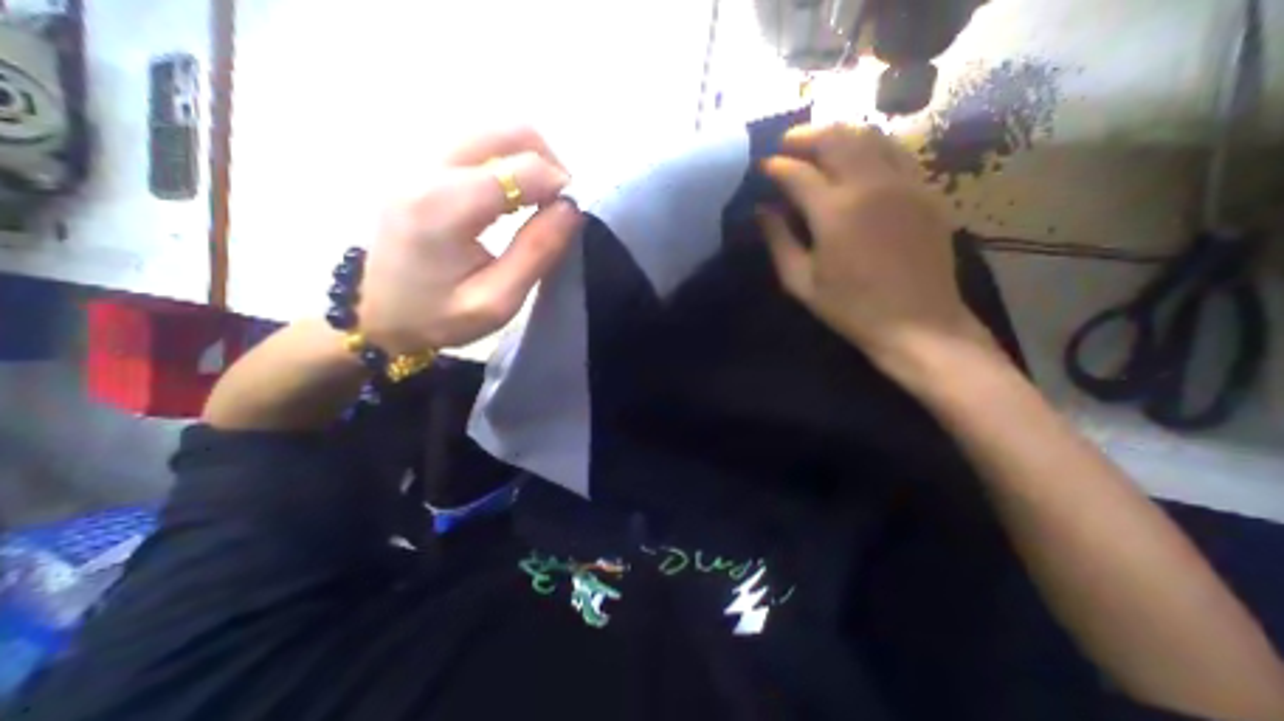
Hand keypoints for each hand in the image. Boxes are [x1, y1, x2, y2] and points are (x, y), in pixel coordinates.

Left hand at [358, 129, 585, 358]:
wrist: (376, 315)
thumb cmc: (439, 317)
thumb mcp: (497, 300)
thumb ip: (536, 252)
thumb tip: (571, 209)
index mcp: (444, 206)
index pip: (522, 169)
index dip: (558, 187)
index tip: (570, 216)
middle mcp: (427, 169)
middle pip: (506, 132)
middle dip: (548, 163)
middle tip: (559, 204)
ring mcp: (418, 162)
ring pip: (493, 133)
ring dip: (529, 161)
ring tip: (539, 202)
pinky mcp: (419, 167)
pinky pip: (477, 147)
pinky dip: (508, 165)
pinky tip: (512, 198)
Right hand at [761, 120, 991, 369]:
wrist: (917, 322)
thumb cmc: (850, 307)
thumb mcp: (801, 281)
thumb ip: (778, 241)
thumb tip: (762, 210)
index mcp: (835, 211)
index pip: (797, 173)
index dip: (775, 166)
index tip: (760, 166)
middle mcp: (870, 185)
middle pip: (836, 138)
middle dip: (805, 135)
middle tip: (785, 144)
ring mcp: (904, 183)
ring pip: (870, 136)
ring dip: (838, 133)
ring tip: (817, 143)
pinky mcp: (926, 190)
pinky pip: (896, 151)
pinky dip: (870, 145)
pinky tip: (857, 157)